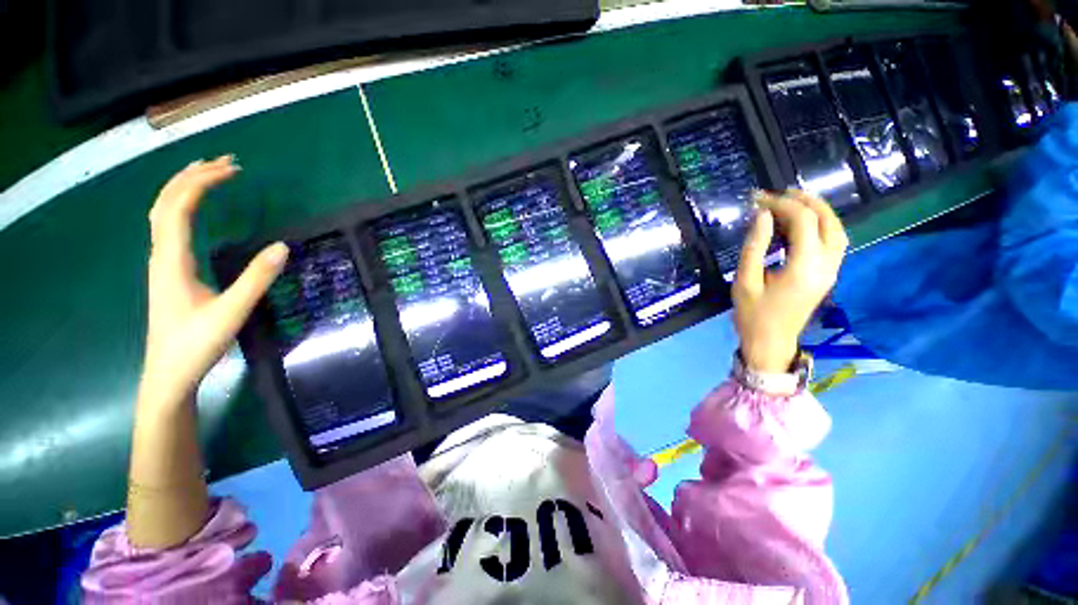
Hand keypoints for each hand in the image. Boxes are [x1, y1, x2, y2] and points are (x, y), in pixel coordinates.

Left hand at [140, 155, 287, 408]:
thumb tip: (283, 246)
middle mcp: (161, 254)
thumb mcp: (231, 311)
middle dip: (192, 176)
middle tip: (226, 162)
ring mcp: (162, 262)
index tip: (233, 170)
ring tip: (210, 174)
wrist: (168, 373)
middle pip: (166, 202)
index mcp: (172, 259)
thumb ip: (257, 278)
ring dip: (184, 188)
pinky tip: (195, 209)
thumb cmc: (196, 343)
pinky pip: (168, 226)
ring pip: (163, 213)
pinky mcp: (168, 271)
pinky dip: (181, 206)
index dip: (202, 183)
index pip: (179, 207)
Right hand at [733, 190, 847, 372]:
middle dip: (804, 201)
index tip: (758, 200)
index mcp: (803, 267)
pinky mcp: (828, 274)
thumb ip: (754, 247)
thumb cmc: (753, 314)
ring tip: (794, 201)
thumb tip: (763, 215)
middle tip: (778, 193)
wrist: (770, 342)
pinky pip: (834, 241)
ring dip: (818, 210)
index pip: (803, 221)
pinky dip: (821, 224)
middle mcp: (825, 265)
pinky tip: (802, 223)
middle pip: (826, 220)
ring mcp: (831, 270)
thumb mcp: (745, 281)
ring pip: (836, 229)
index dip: (782, 205)